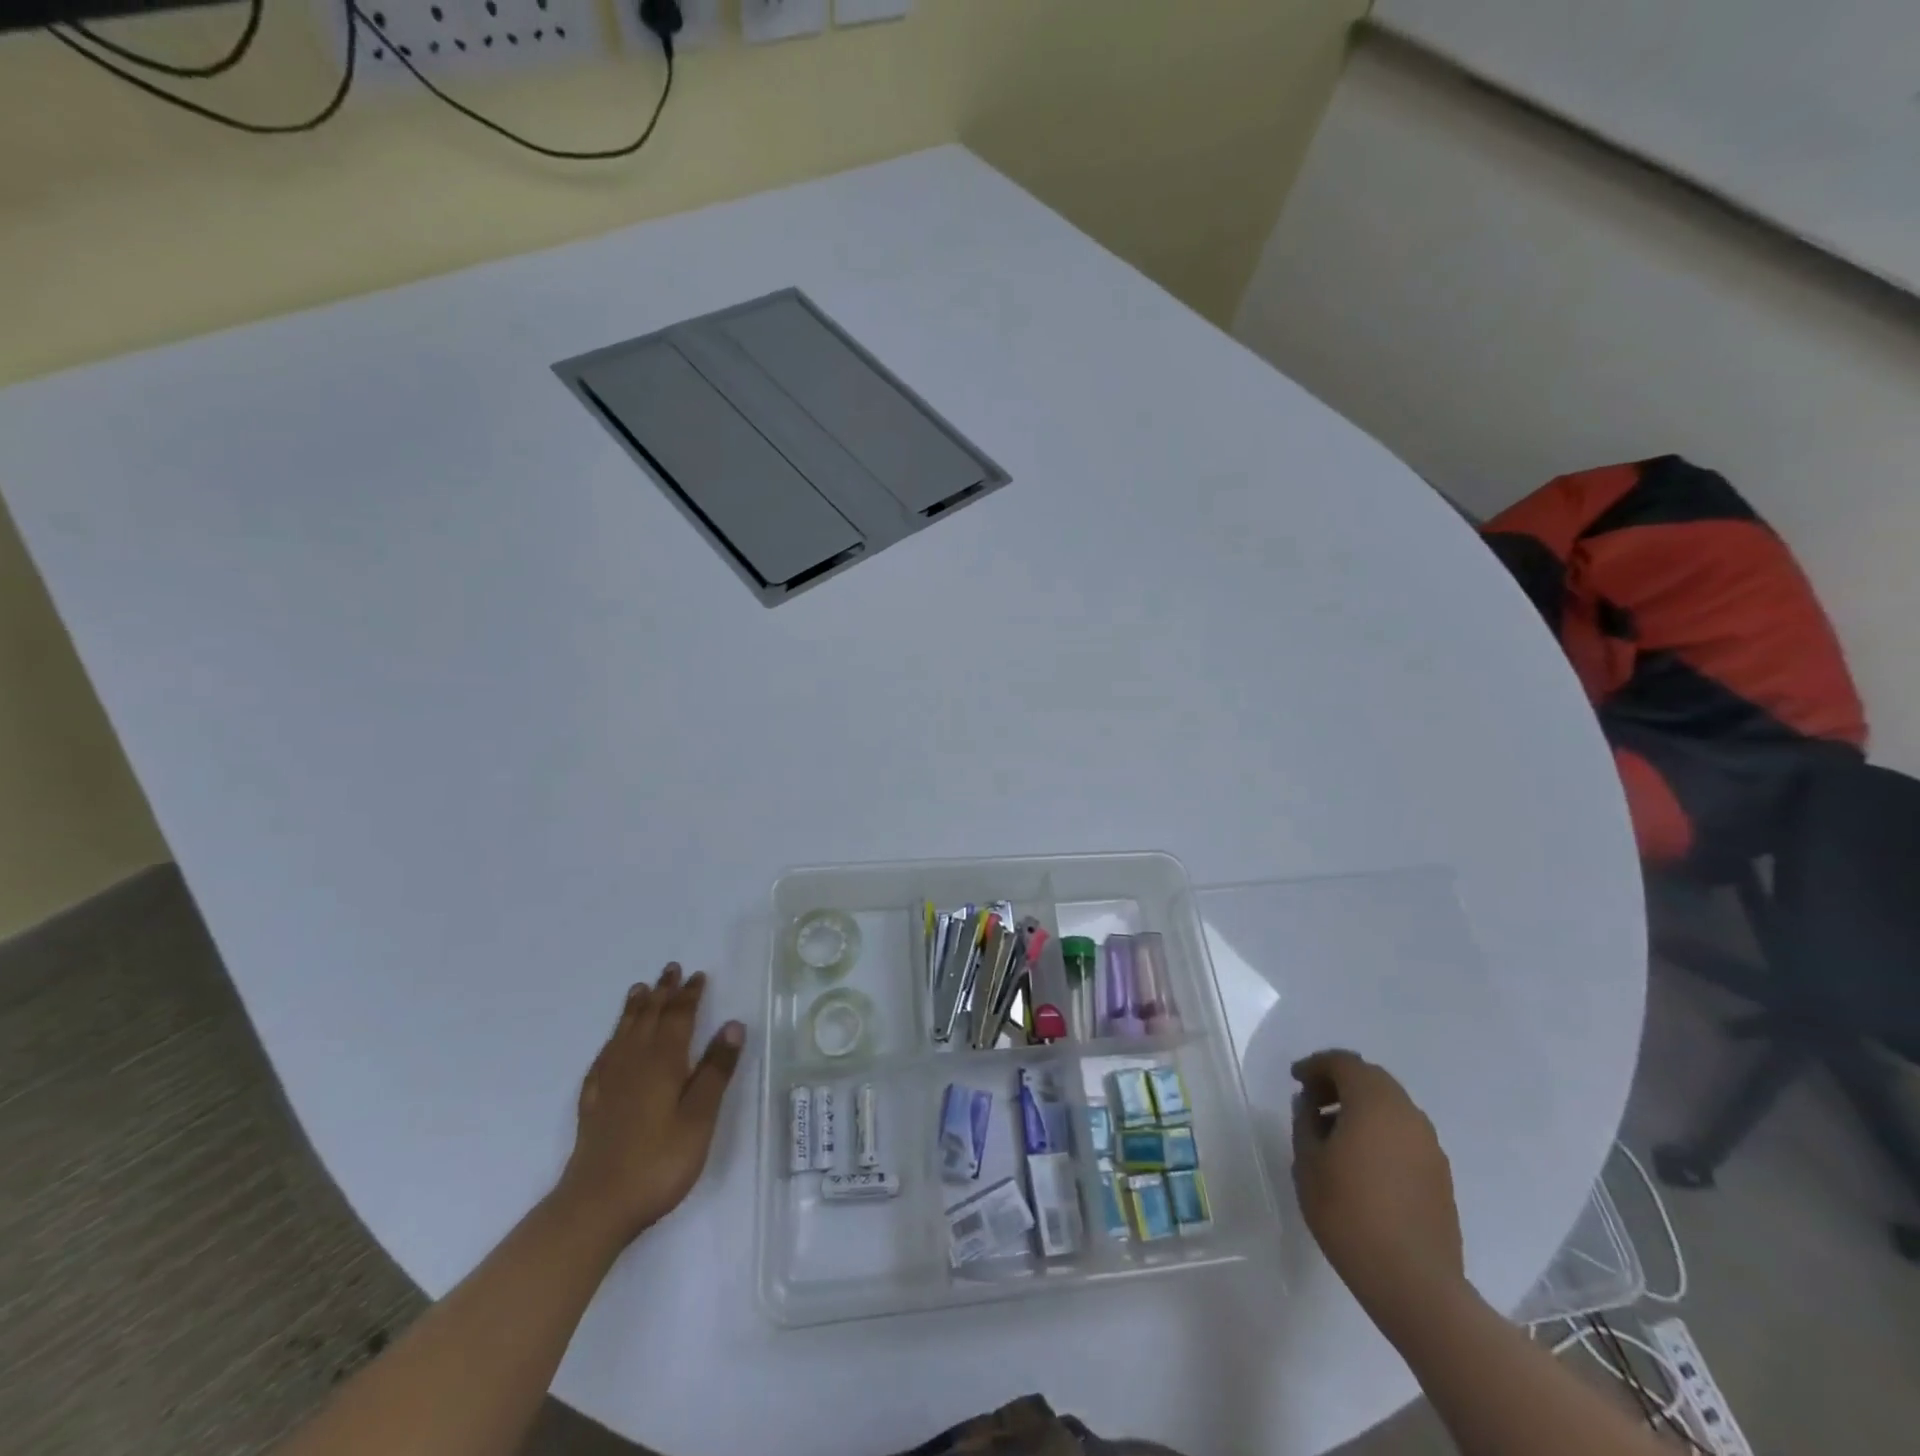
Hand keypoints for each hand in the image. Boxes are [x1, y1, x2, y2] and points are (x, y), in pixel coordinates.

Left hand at [554, 963, 745, 1248]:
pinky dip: (613, 1039)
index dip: (689, 995)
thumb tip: (733, 1025)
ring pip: (624, 1032)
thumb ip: (716, 1070)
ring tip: (640, 989)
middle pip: (650, 1017)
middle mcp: (634, 1062)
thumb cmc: (659, 1161)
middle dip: (662, 992)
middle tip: (670, 969)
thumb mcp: (700, 1117)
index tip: (697, 975)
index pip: (679, 1017)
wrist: (597, 1205)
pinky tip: (613, 1043)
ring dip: (635, 1008)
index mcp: (664, 1062)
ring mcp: (609, 1082)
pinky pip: (604, 1056)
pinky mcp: (593, 1103)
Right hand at [1291, 1049, 1463, 1320]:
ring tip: (1334, 1132)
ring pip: (1391, 1106)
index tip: (1295, 1079)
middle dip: (1339, 1082)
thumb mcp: (1308, 1163)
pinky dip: (1380, 1131)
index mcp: (1374, 1104)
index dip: (1315, 1065)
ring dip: (1362, 1107)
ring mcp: (1430, 1146)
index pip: (1344, 1063)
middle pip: (1371, 1079)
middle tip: (1312, 1101)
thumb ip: (1305, 1123)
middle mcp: (1407, 1115)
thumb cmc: (1349, 1214)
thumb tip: (1309, 1105)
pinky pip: (1405, 1133)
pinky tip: (1362, 1160)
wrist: (1415, 1284)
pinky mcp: (1440, 1175)